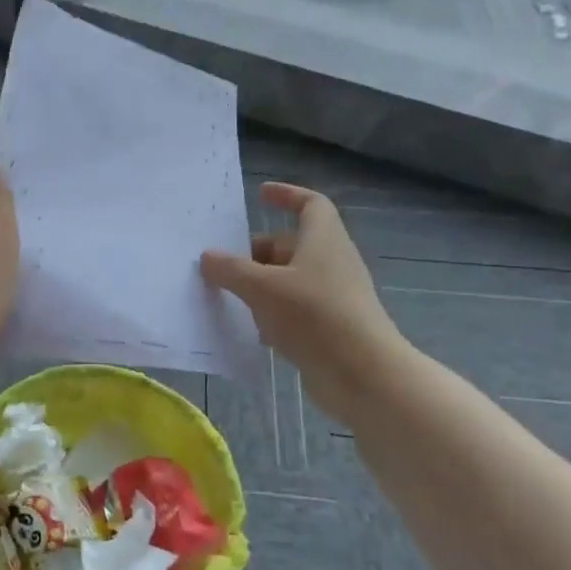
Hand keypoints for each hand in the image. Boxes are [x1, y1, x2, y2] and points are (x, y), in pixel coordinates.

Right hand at [201, 182, 408, 425]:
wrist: (362, 375)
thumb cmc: (314, 316)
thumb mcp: (263, 288)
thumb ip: (231, 270)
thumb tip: (207, 256)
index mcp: (323, 239)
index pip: (310, 204)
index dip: (287, 195)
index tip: (260, 195)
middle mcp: (332, 262)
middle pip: (293, 245)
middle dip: (258, 251)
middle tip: (225, 263)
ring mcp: (333, 296)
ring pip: (291, 279)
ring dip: (262, 284)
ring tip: (228, 295)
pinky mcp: (330, 327)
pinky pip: (296, 310)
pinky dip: (273, 313)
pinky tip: (251, 329)